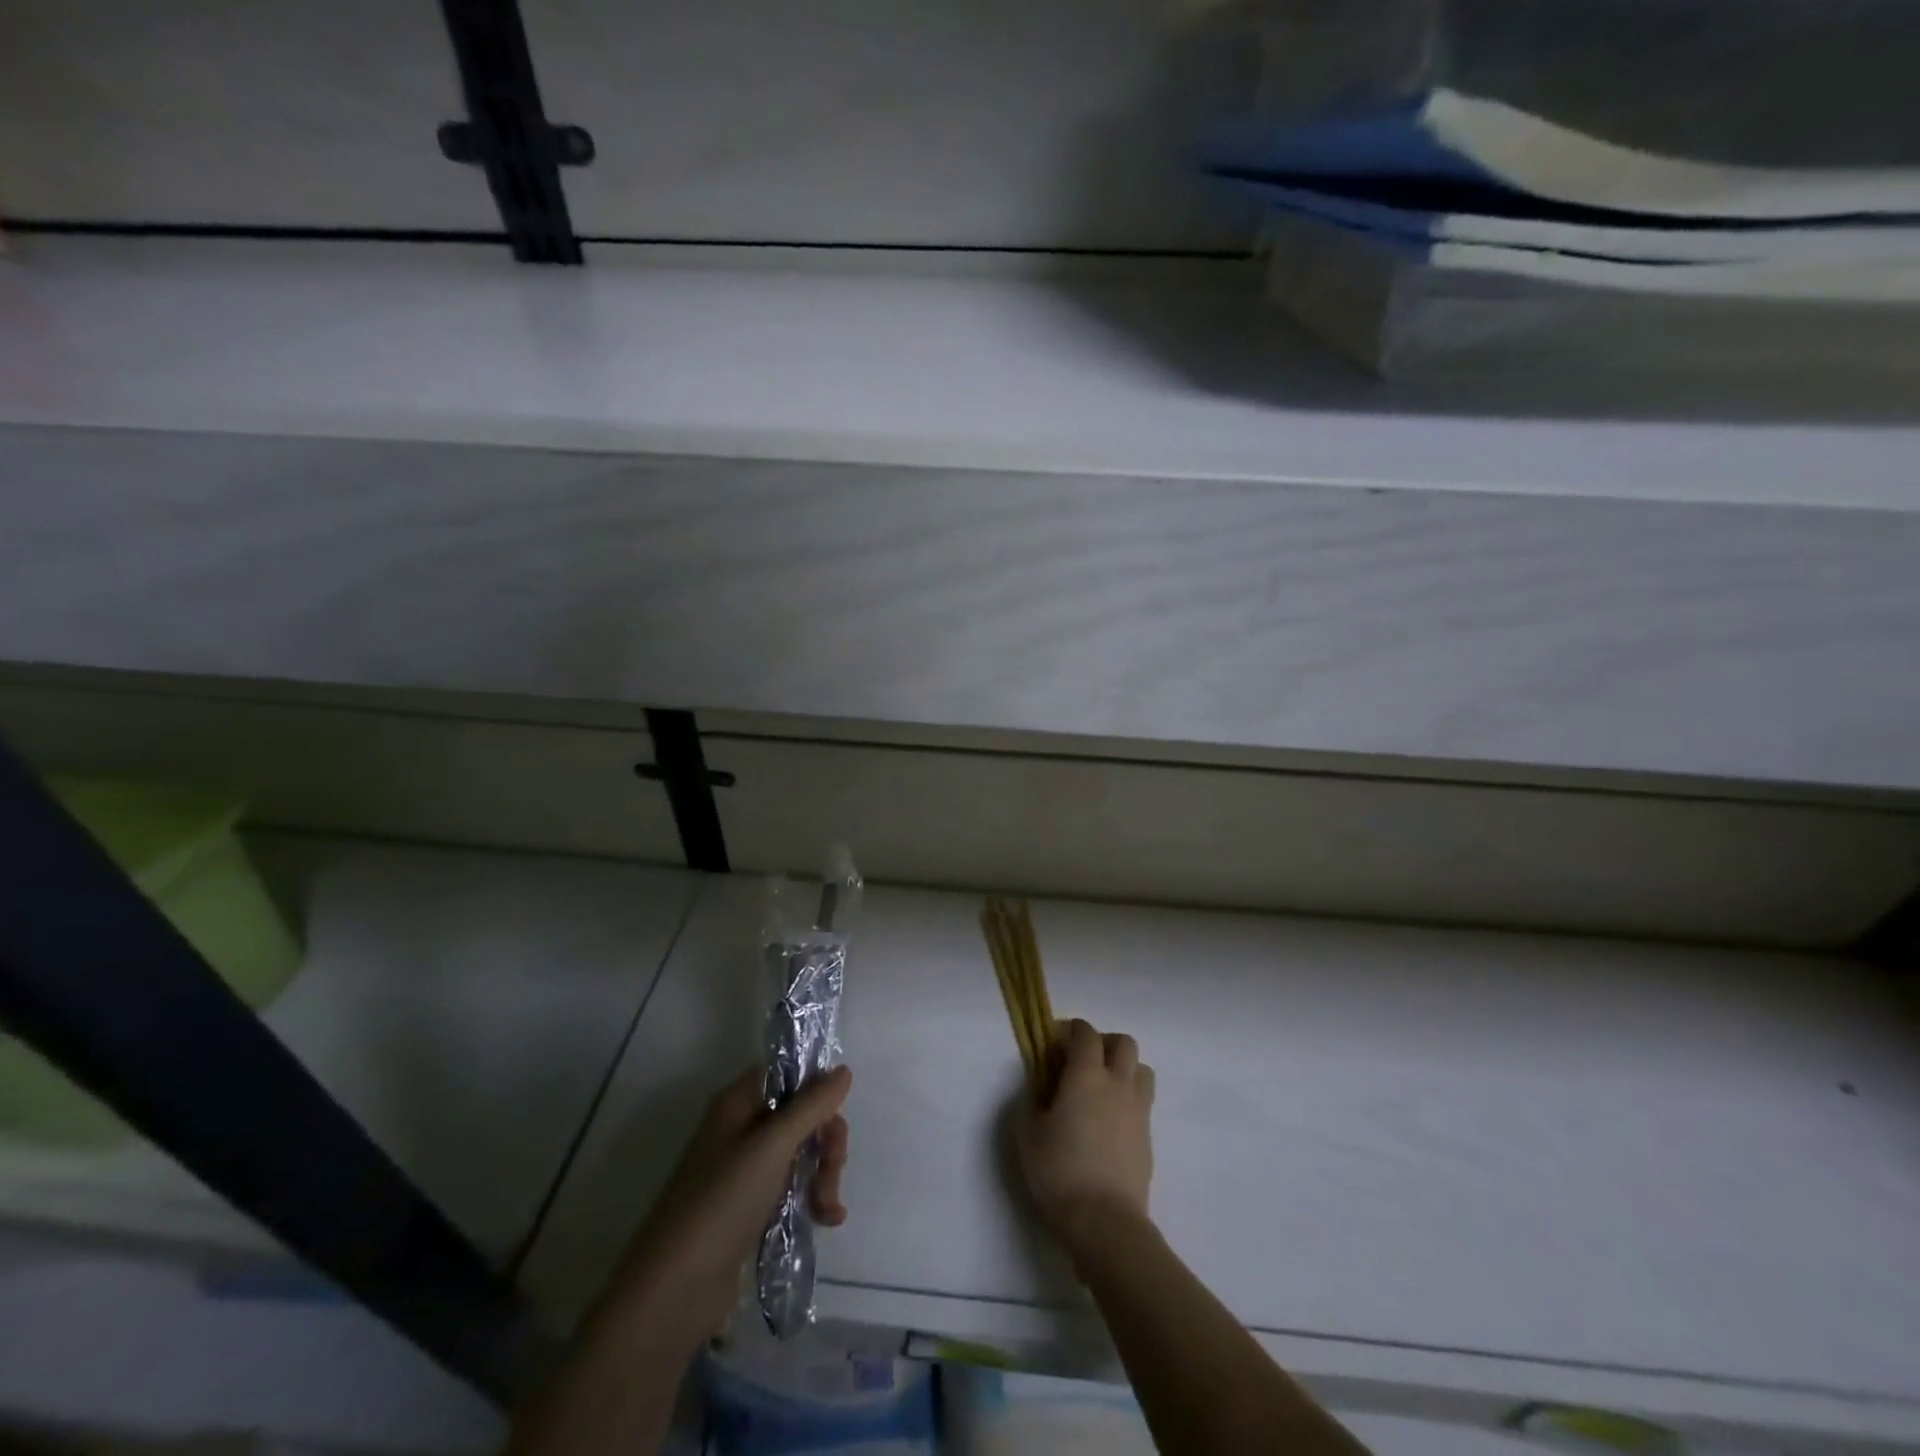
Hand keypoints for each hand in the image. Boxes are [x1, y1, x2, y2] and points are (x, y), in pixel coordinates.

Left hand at [606, 1064, 851, 1344]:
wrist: (674, 1293)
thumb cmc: (721, 1204)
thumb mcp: (772, 1147)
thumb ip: (811, 1106)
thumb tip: (844, 1069)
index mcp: (738, 1103)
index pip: (787, 1073)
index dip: (815, 1088)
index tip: (834, 1114)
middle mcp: (742, 1128)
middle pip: (801, 1113)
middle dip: (825, 1139)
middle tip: (832, 1168)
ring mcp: (747, 1170)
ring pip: (802, 1152)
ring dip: (823, 1173)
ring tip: (826, 1207)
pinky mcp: (753, 1208)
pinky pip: (794, 1186)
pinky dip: (813, 1198)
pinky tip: (827, 1218)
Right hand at [1016, 1020, 1154, 1262]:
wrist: (1105, 1222)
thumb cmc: (1059, 1171)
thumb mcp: (1028, 1132)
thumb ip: (1032, 1099)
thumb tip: (1040, 1084)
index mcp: (1086, 1075)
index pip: (1086, 1033)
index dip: (1071, 1030)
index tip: (1056, 1043)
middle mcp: (1117, 1083)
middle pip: (1123, 1042)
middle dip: (1104, 1043)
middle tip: (1083, 1062)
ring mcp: (1138, 1110)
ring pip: (1141, 1069)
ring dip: (1123, 1068)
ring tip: (1102, 1089)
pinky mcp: (1148, 1136)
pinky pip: (1143, 1101)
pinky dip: (1129, 1099)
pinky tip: (1110, 1122)